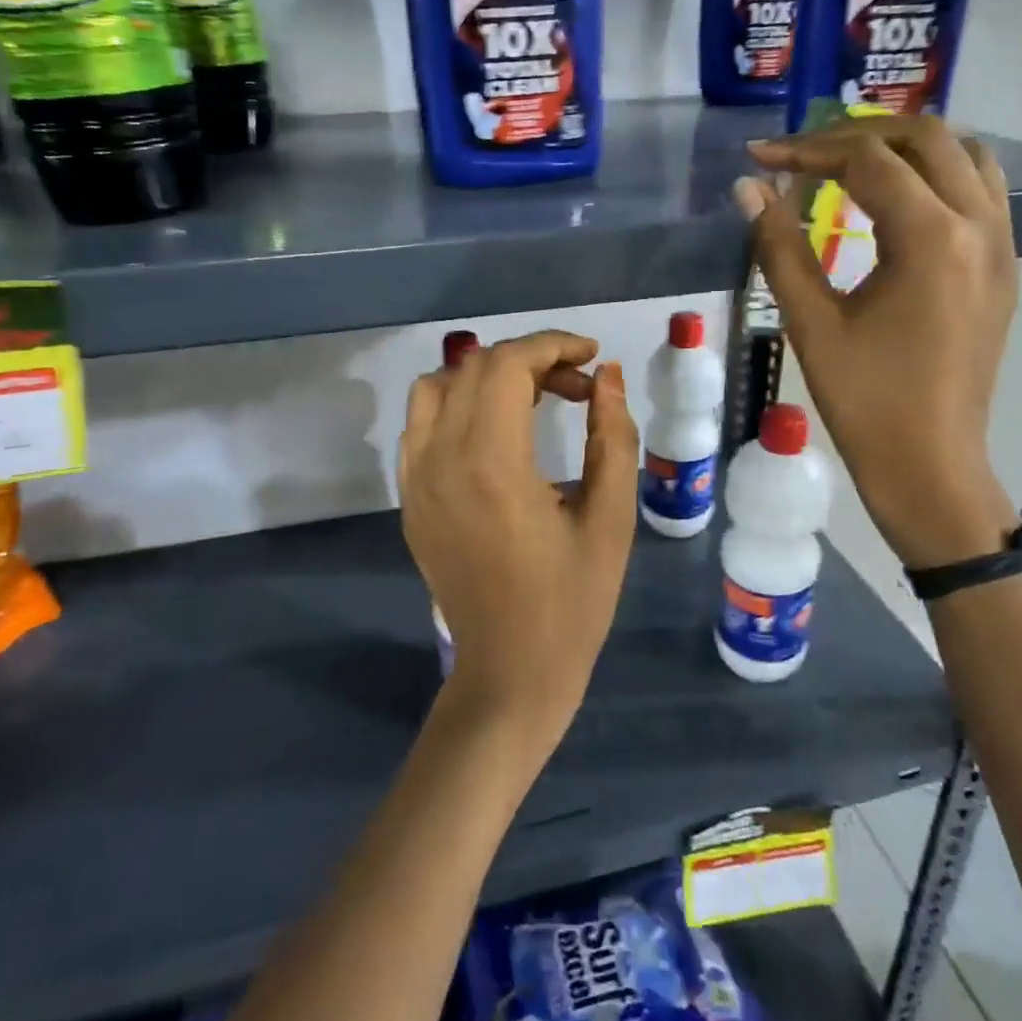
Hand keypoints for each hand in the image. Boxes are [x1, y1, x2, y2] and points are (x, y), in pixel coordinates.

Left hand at [399, 330, 638, 756]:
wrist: (511, 674)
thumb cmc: (572, 603)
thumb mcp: (611, 519)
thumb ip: (612, 437)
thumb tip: (607, 376)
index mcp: (493, 465)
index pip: (508, 365)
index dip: (553, 346)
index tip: (592, 358)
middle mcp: (441, 461)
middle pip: (473, 368)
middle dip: (530, 360)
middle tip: (578, 388)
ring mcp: (415, 481)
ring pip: (435, 388)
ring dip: (486, 378)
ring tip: (533, 401)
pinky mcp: (409, 500)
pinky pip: (419, 426)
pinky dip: (456, 407)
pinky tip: (494, 435)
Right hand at [736, 114, 1019, 568]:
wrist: (930, 464)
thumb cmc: (864, 400)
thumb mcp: (811, 322)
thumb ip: (778, 246)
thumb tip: (747, 187)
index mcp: (930, 239)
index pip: (868, 161)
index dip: (808, 150)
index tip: (761, 157)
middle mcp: (979, 227)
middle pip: (926, 138)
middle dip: (858, 134)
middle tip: (803, 153)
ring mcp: (1002, 247)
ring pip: (966, 156)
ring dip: (907, 147)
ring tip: (850, 164)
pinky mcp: (1004, 269)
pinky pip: (982, 191)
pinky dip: (937, 175)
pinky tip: (896, 202)